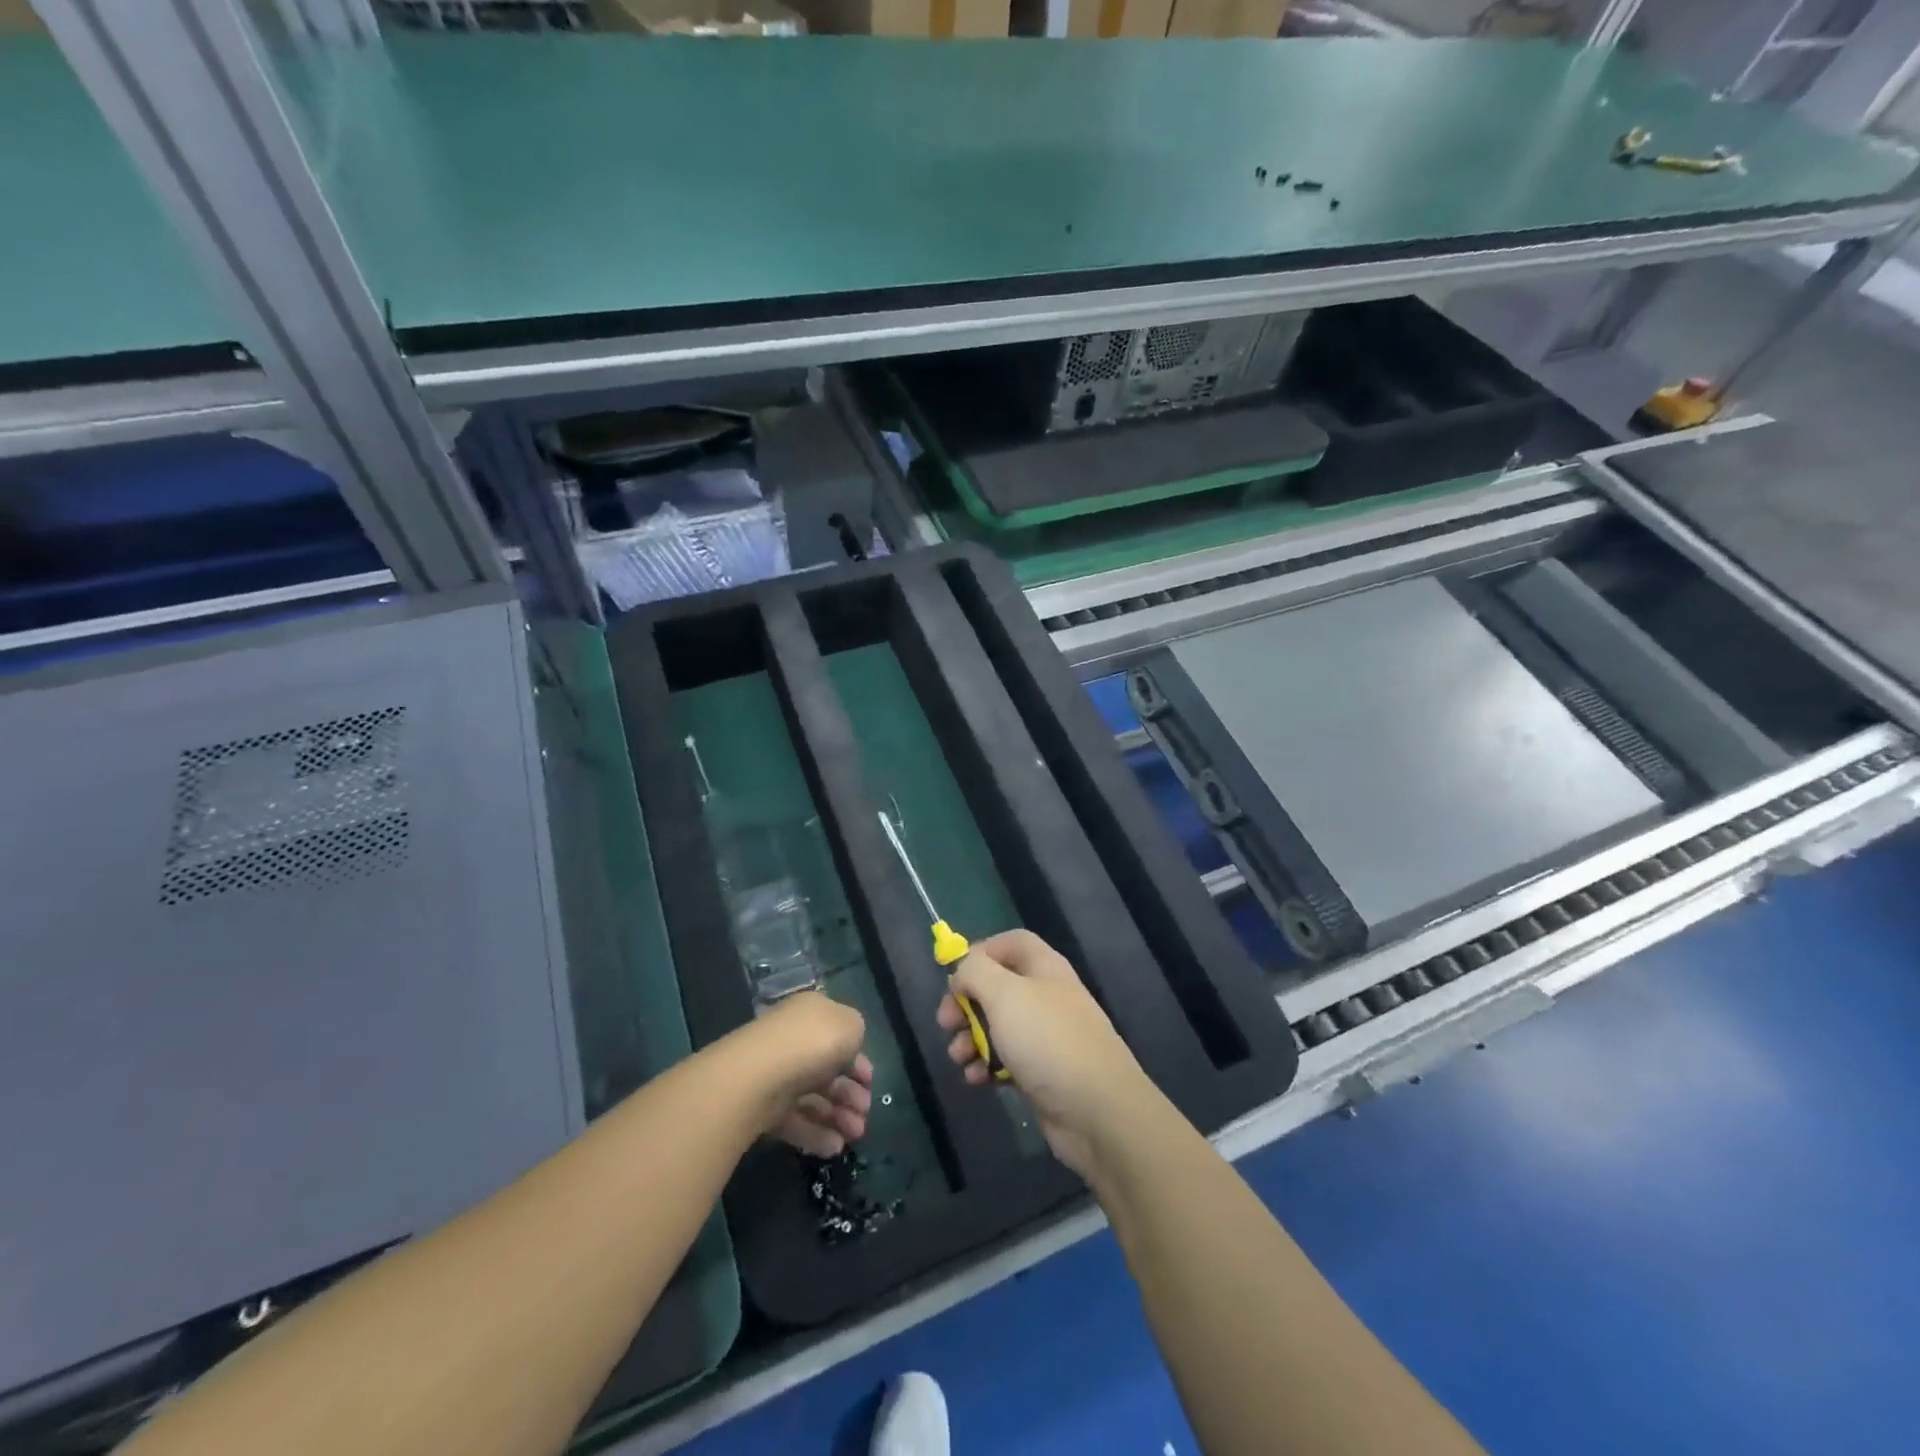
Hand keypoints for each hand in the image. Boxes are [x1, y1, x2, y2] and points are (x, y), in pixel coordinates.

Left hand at [728, 993, 872, 1158]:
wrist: (759, 1075)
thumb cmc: (813, 1042)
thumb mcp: (851, 1026)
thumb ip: (856, 1033)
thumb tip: (849, 1049)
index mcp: (811, 1014)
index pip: (837, 1036)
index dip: (857, 1060)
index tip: (870, 1082)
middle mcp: (793, 1041)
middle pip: (827, 1070)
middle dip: (850, 1094)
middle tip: (866, 1113)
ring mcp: (777, 1074)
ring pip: (813, 1097)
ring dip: (838, 1117)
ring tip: (855, 1136)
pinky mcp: (764, 1107)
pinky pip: (795, 1120)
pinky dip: (816, 1134)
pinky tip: (834, 1147)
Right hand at [937, 930, 1161, 1177]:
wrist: (1097, 1110)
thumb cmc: (1047, 1040)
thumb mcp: (1004, 994)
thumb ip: (975, 972)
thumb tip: (962, 973)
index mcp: (1043, 967)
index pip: (1010, 943)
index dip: (980, 953)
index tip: (955, 977)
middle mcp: (1046, 996)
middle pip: (997, 986)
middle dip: (966, 1003)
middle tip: (946, 1023)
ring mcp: (1045, 1036)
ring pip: (998, 1026)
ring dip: (970, 1038)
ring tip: (958, 1057)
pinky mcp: (1042, 1072)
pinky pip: (1006, 1059)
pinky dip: (986, 1066)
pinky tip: (976, 1079)